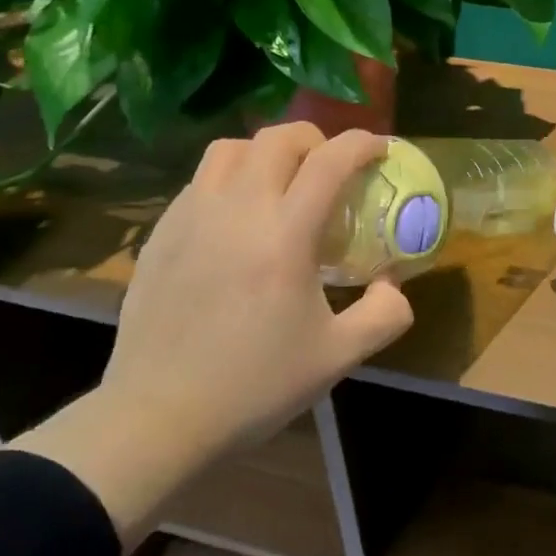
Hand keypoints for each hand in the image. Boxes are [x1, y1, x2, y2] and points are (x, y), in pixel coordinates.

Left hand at [15, 123, 414, 546]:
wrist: (160, 416)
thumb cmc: (255, 386)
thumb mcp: (339, 357)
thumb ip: (384, 314)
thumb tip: (394, 282)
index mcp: (284, 235)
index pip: (329, 162)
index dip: (362, 144)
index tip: (380, 148)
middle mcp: (236, 209)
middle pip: (278, 138)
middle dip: (316, 140)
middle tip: (331, 168)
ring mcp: (191, 216)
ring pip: (231, 149)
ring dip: (267, 151)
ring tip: (281, 182)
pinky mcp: (161, 232)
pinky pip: (200, 180)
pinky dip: (230, 178)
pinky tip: (237, 217)